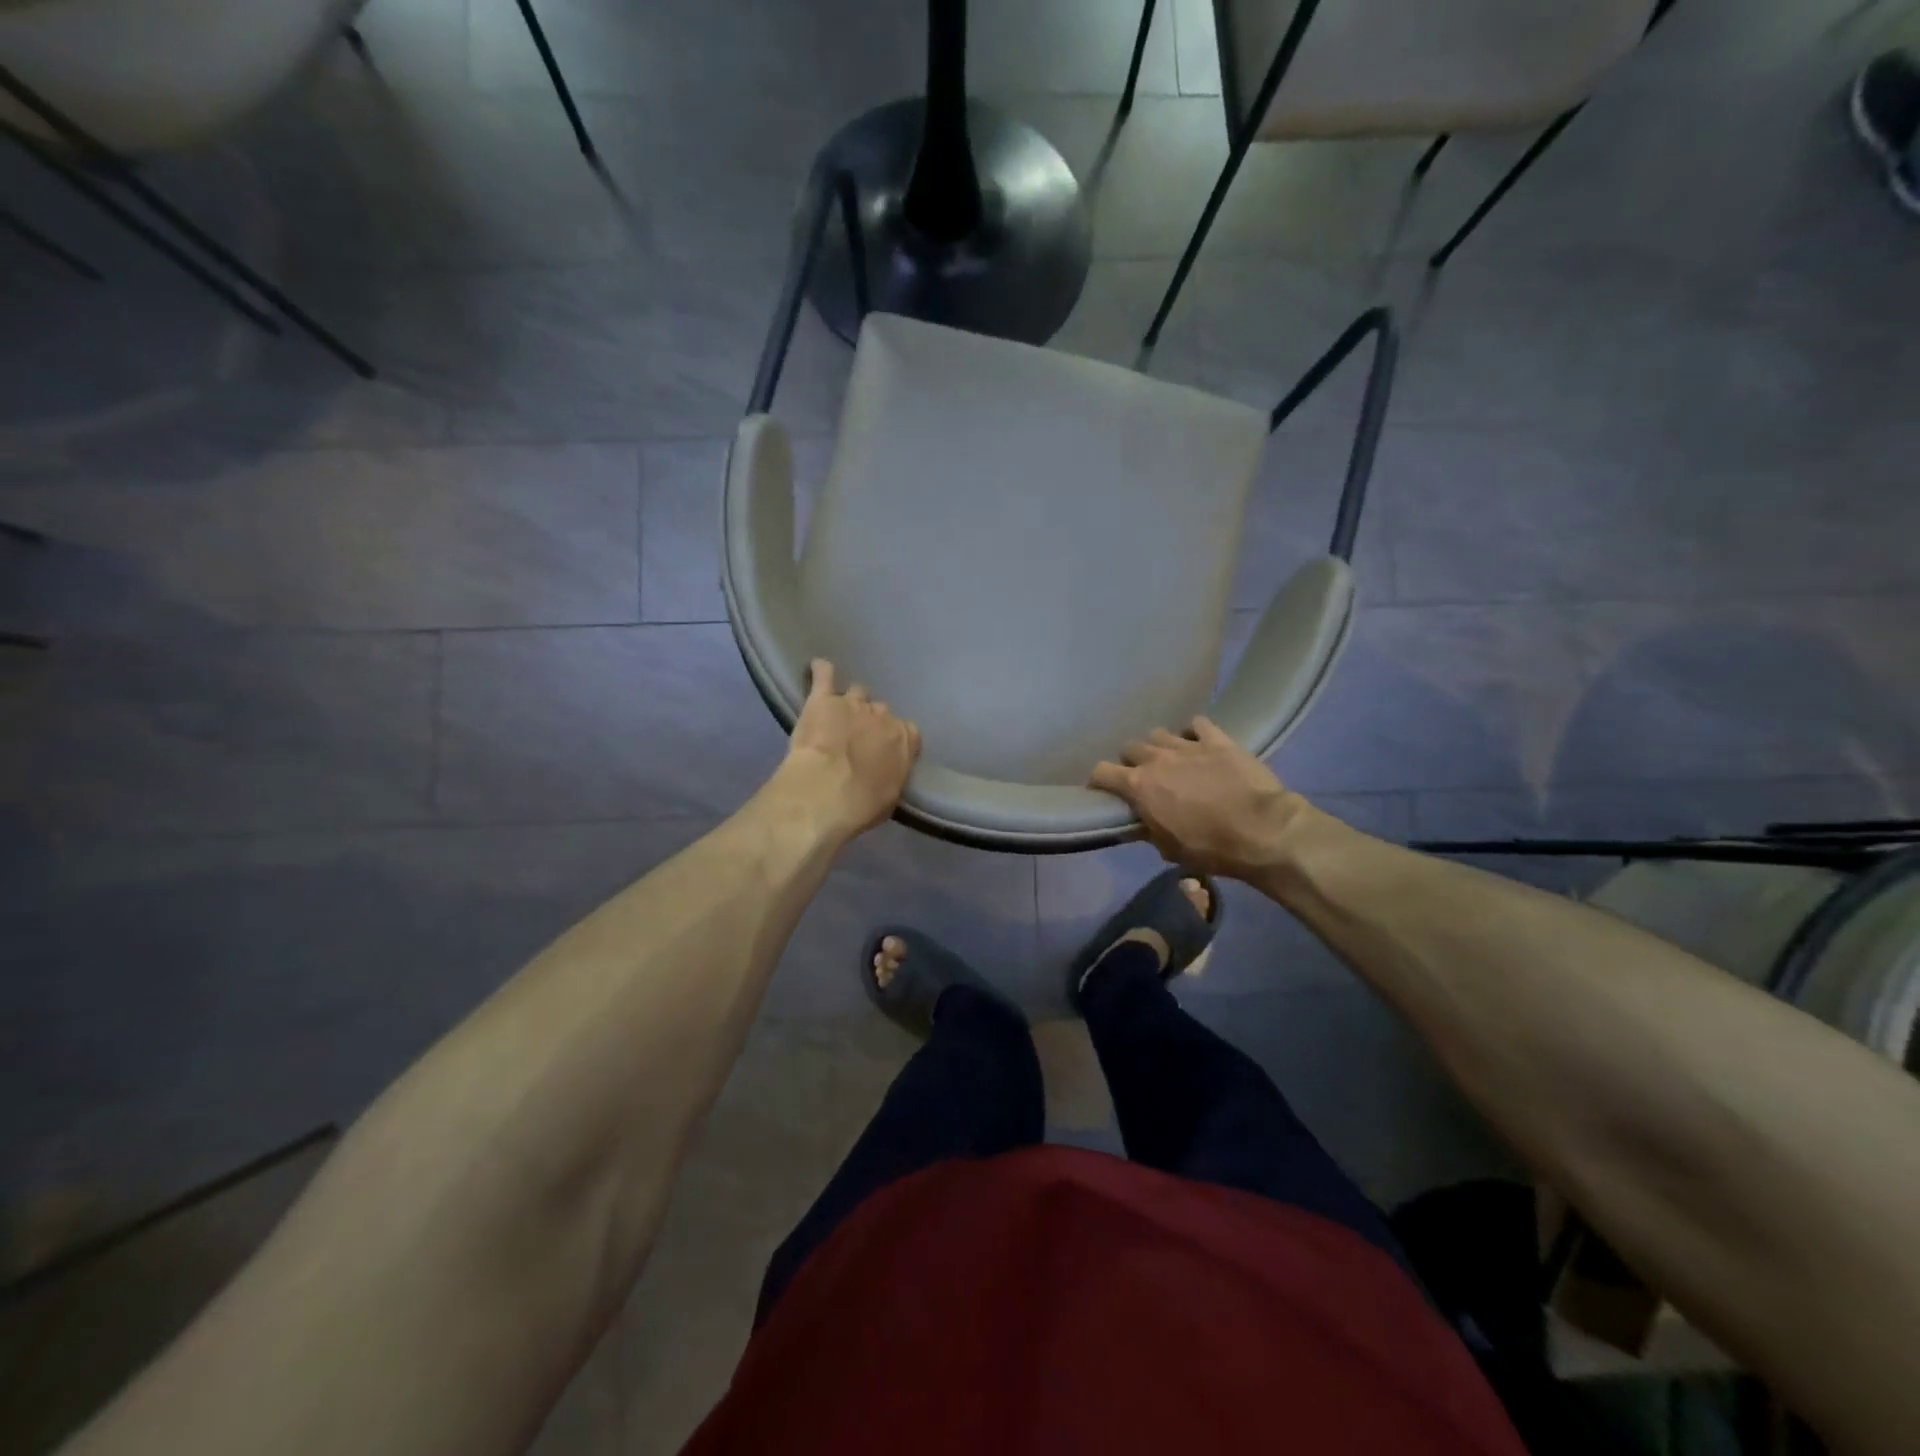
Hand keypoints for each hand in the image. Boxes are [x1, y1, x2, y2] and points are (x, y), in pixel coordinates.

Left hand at [776, 659, 921, 839]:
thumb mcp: (889, 797)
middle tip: (856, 738)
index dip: (894, 739)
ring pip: (856, 692)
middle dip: (870, 722)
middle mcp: (883, 716)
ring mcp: (853, 703)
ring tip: (836, 714)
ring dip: (848, 702)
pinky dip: (821, 671)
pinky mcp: (822, 698)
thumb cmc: (861, 805)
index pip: (907, 731)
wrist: (826, 793)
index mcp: (904, 740)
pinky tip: (817, 670)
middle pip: (880, 711)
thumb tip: (886, 770)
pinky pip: (824, 673)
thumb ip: (891, 775)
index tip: (884, 751)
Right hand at [1088, 718, 1308, 880]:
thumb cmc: (1211, 848)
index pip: (1101, 772)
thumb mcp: (1169, 849)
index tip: (1102, 791)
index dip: (1098, 781)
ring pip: (1159, 734)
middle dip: (1131, 762)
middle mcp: (1157, 759)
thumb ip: (1148, 830)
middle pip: (1129, 748)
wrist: (1262, 831)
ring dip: (1159, 746)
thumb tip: (1139, 823)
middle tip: (1142, 778)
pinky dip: (1193, 732)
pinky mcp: (1217, 740)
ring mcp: (1188, 745)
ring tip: (1170, 760)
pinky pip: (1197, 724)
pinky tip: (1198, 743)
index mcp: (1139, 786)